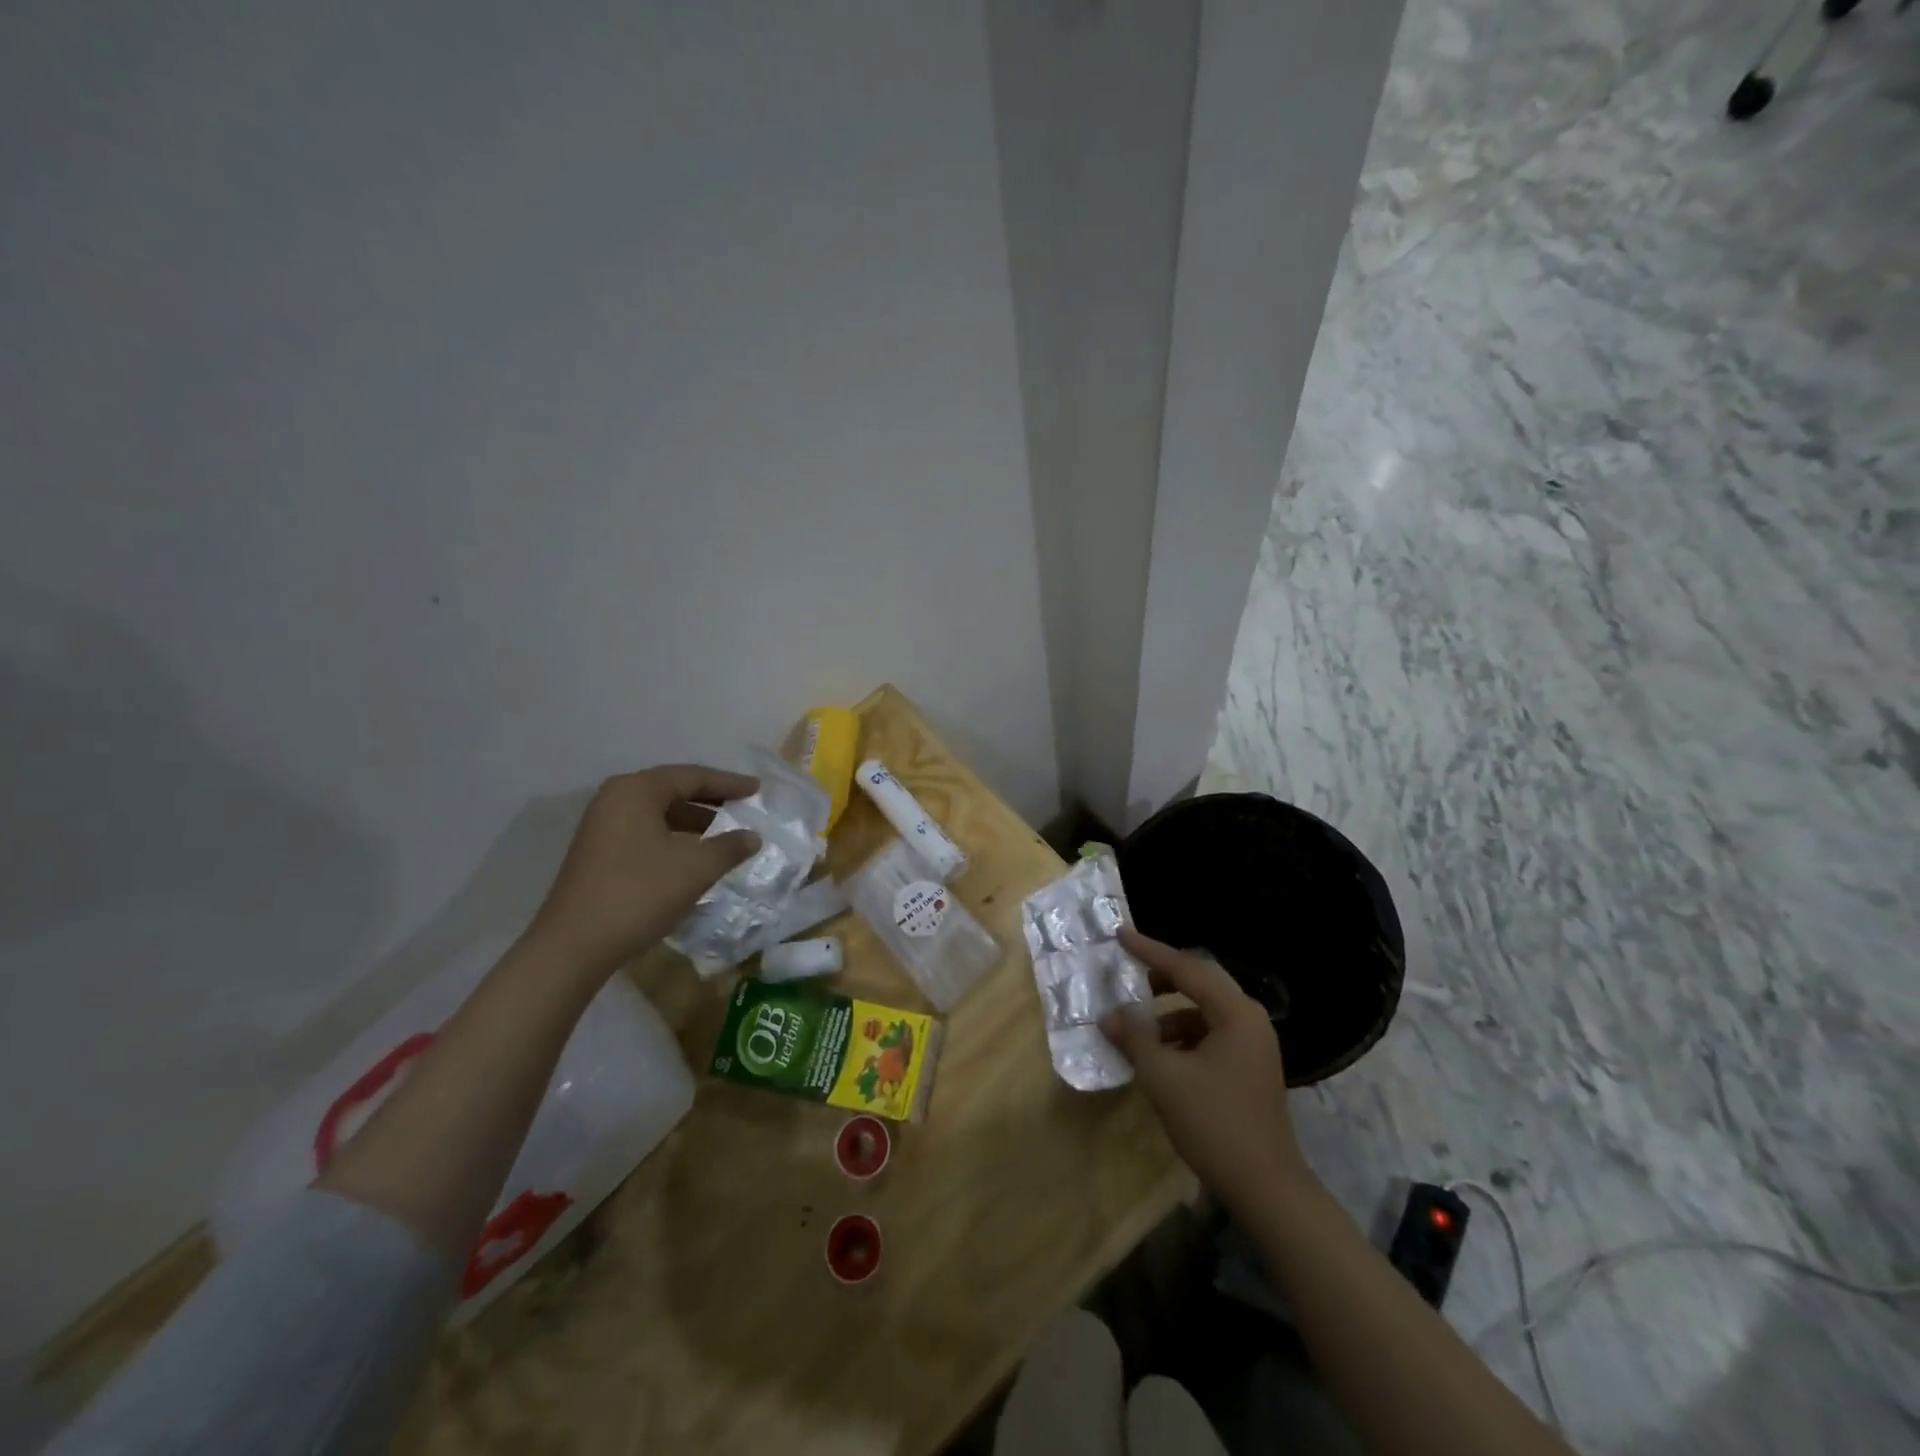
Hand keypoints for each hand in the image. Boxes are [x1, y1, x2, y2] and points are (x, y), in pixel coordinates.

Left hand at [527, 764, 761, 979]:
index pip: (692, 776)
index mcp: (636, 791)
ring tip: (724, 833)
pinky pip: (645, 830)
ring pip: (658, 812)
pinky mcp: (598, 852)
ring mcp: (602, 826)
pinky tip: (693, 855)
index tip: (757, 790)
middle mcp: (615, 799)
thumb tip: (752, 836)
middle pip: (672, 789)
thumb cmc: (639, 894)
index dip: (729, 783)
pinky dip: (673, 836)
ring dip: (693, 820)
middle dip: (710, 798)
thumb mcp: (695, 869)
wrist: (573, 947)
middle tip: (743, 806)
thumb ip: (729, 847)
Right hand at [1100, 927, 1314, 1215]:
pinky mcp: (1251, 1066)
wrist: (1267, 1188)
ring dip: (1170, 1010)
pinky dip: (1183, 1034)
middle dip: (1162, 976)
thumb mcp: (1164, 1078)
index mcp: (1235, 1013)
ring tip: (1137, 1024)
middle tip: (1128, 972)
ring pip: (1205, 1009)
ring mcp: (1254, 1044)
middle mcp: (1250, 1019)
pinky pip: (1211, 1033)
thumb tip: (1111, 1014)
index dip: (1150, 951)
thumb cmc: (1214, 1124)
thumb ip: (1135, 1037)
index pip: (1187, 968)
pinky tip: (1159, 1053)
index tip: (1120, 935)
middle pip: (1201, 982)